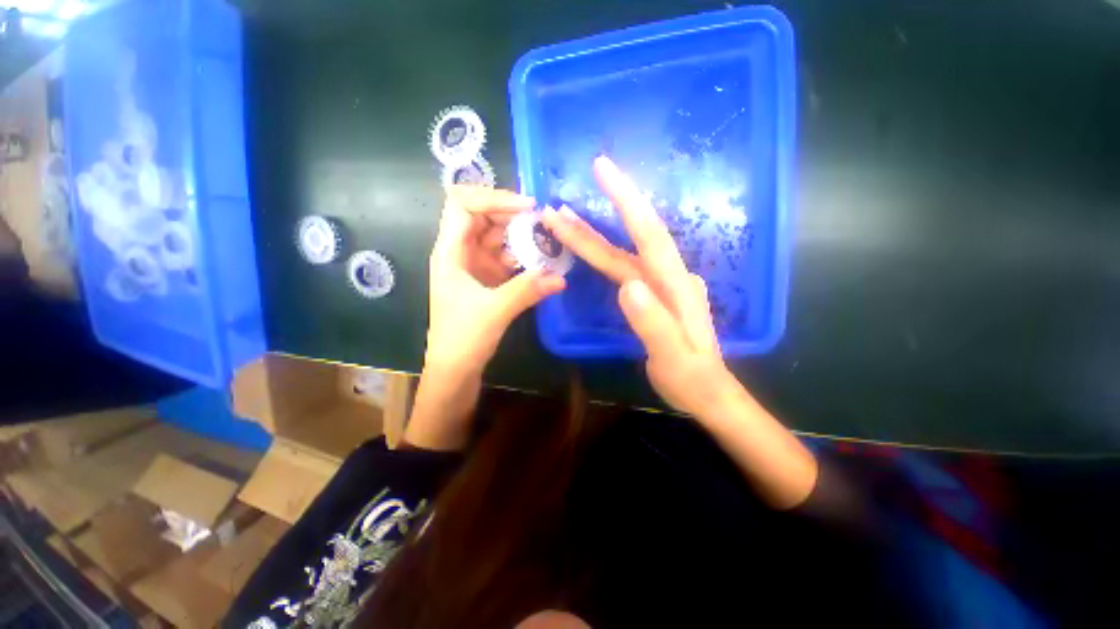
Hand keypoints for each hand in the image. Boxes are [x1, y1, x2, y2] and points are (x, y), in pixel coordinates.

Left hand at [426, 185, 566, 376]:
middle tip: (542, 221)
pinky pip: (504, 258)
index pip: (463, 205)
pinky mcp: (486, 280)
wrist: (455, 369)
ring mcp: (473, 266)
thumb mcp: (496, 310)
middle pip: (482, 217)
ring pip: (496, 238)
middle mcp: (460, 253)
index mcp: (450, 252)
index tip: (526, 207)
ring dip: (520, 237)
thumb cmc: (463, 338)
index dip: (493, 197)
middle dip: (511, 215)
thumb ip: (528, 289)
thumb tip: (561, 277)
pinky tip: (539, 262)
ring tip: (547, 241)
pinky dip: (521, 257)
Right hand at [542, 157, 736, 418]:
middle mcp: (667, 277)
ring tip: (562, 221)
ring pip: (621, 254)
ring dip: (591, 237)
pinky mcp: (652, 295)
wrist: (708, 393)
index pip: (648, 233)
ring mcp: (659, 285)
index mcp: (673, 285)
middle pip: (628, 240)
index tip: (602, 168)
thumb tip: (627, 286)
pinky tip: (590, 249)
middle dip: (593, 218)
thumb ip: (652, 322)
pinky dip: (602, 255)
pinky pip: (623, 267)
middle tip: (557, 205)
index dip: (626, 199)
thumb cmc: (692, 378)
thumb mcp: (673, 357)